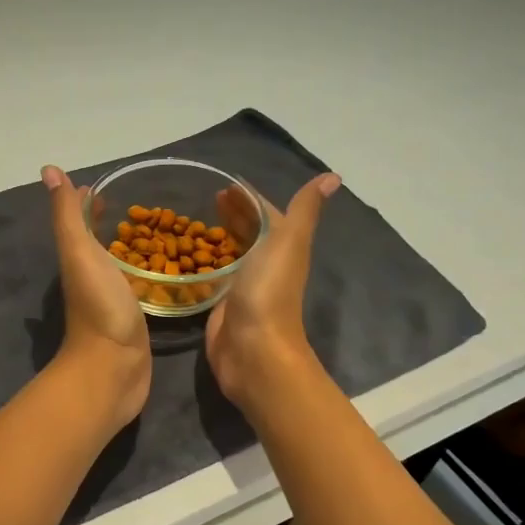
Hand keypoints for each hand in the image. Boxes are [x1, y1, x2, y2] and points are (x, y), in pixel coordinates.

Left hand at [43, 166, 150, 425]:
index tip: (107, 188)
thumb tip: (49, 170)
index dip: (88, 204)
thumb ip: (68, 215)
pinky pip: (138, 288)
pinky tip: (163, 273)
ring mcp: (112, 301)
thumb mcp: (79, 253)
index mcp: (78, 260)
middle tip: (141, 208)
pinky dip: (146, 276)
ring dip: (130, 250)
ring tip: (158, 233)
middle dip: (112, 225)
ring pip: (119, 266)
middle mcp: (91, 278)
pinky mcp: (132, 320)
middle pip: (99, 244)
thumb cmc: (99, 307)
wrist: (113, 368)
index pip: (81, 223)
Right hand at [204, 172, 339, 412]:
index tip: (226, 184)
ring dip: (220, 237)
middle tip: (210, 198)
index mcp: (282, 247)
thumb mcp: (289, 241)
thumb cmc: (270, 290)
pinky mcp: (222, 305)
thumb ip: (304, 209)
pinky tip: (190, 257)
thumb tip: (333, 176)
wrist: (253, 349)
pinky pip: (214, 277)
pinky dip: (206, 263)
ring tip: (197, 222)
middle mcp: (265, 264)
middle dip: (234, 214)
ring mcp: (243, 286)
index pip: (265, 214)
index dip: (249, 198)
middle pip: (249, 233)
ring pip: (232, 254)